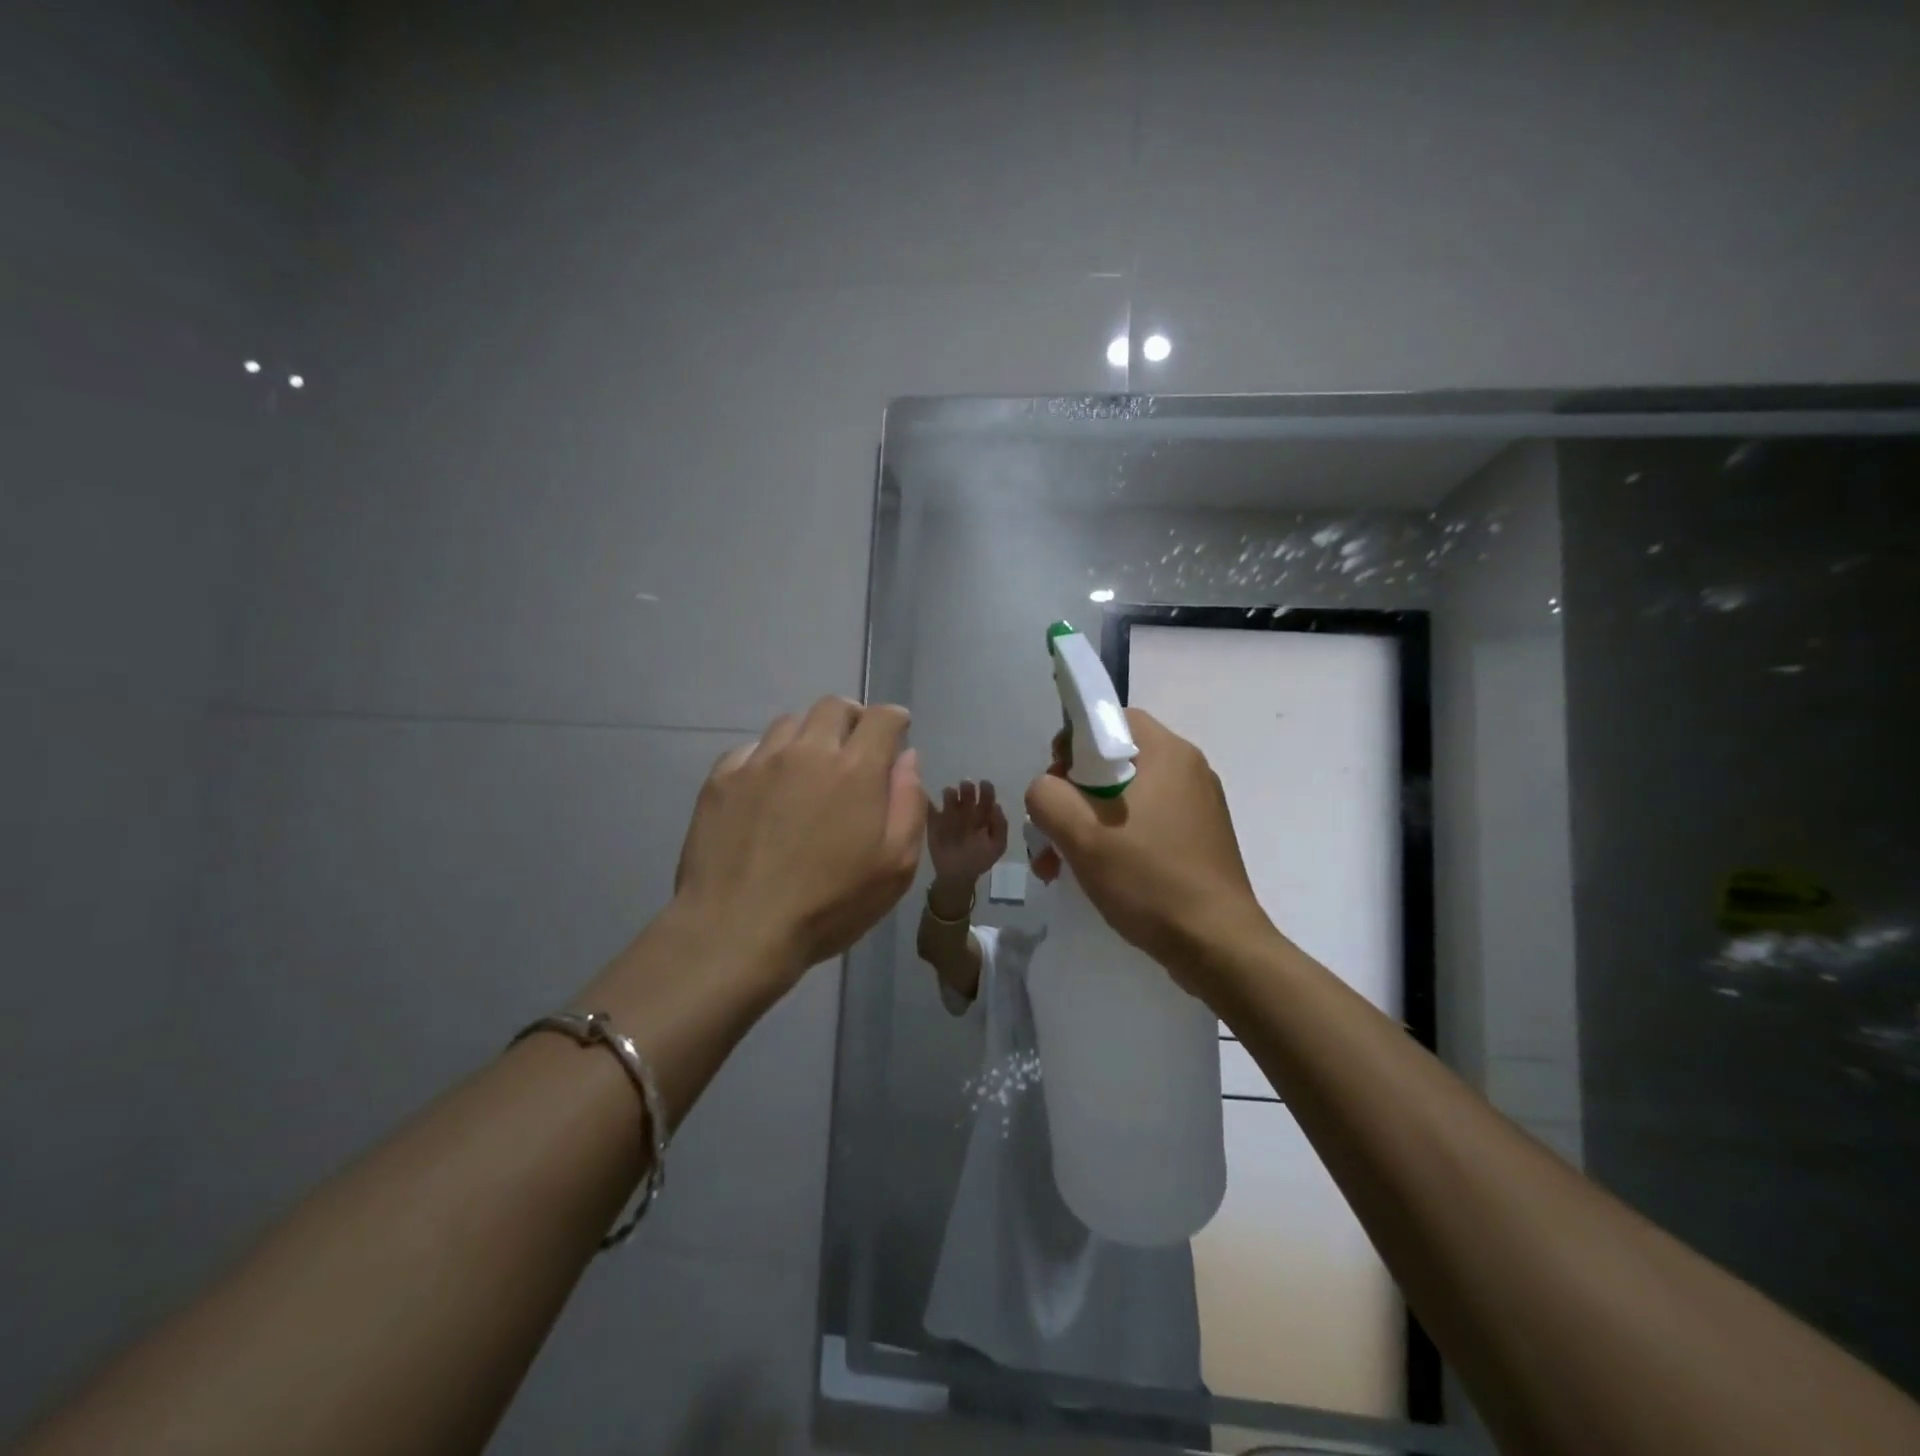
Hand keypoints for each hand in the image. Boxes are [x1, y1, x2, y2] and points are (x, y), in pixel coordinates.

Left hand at [674, 697, 924, 986]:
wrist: (737, 931)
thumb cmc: (829, 905)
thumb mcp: (895, 867)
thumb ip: (908, 803)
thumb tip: (908, 758)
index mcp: (855, 769)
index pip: (882, 718)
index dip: (895, 720)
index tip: (896, 733)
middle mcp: (807, 751)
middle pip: (834, 707)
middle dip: (852, 718)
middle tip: (855, 746)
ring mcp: (759, 762)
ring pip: (790, 723)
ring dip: (809, 736)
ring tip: (810, 768)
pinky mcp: (721, 779)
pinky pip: (751, 749)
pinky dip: (769, 757)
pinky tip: (768, 787)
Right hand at [926, 779, 1008, 884]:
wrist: (957, 876)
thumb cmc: (979, 860)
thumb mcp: (997, 846)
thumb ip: (1000, 826)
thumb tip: (996, 805)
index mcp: (982, 816)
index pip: (985, 798)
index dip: (986, 790)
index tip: (984, 784)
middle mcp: (966, 811)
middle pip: (967, 794)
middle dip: (967, 788)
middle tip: (966, 785)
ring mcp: (949, 815)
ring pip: (949, 797)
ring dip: (950, 793)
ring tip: (950, 794)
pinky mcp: (934, 822)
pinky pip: (930, 809)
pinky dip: (928, 803)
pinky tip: (930, 801)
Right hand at [1024, 709, 1267, 982]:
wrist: (1219, 946)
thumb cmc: (1150, 881)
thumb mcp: (1082, 836)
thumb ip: (1048, 797)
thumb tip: (1045, 789)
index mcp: (1168, 754)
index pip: (1111, 720)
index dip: (1073, 743)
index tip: (1055, 784)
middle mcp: (1188, 770)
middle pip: (1114, 761)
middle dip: (1073, 795)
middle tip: (1051, 833)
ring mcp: (1198, 807)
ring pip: (1126, 798)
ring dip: (1087, 824)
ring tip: (1058, 866)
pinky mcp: (1199, 839)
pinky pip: (1146, 823)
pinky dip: (1115, 840)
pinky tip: (1095, 876)